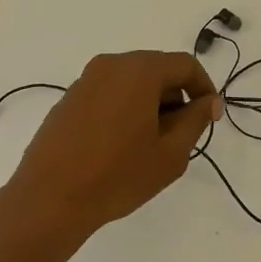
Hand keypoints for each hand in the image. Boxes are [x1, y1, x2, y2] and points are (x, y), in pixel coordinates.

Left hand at [3, 51, 223, 245]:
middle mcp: (110, 65)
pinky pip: (108, 93)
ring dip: (149, 103)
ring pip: (131, 81)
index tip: (210, 117)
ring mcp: (85, 80)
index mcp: (138, 70)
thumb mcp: (170, 154)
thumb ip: (195, 120)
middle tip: (182, 135)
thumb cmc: (117, 175)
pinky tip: (121, 145)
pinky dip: (125, 108)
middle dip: (175, 96)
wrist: (50, 197)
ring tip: (151, 144)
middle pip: (156, 68)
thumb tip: (209, 101)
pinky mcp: (68, 99)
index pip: (184, 64)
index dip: (204, 88)